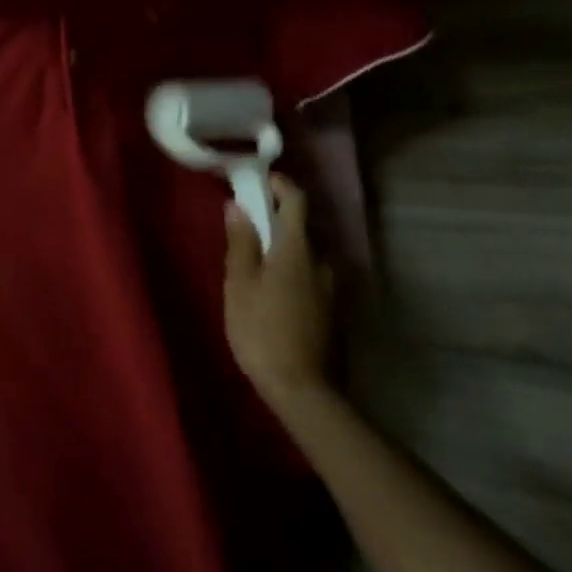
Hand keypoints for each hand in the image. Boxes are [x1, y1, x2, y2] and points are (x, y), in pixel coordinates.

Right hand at [223, 174, 335, 411]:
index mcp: (297, 248)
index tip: (260, 181)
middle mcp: (322, 261)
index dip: (280, 185)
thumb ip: (241, 242)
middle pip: (302, 227)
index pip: (296, 200)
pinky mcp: (333, 311)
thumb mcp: (240, 285)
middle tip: (249, 227)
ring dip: (285, 249)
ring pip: (307, 255)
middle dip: (277, 220)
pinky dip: (294, 272)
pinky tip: (275, 293)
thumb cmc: (262, 331)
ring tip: (258, 264)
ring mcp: (332, 287)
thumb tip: (238, 205)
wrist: (304, 390)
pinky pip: (311, 277)